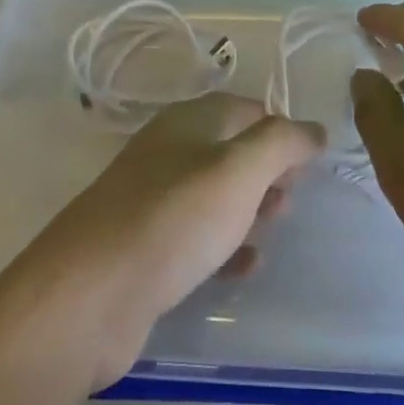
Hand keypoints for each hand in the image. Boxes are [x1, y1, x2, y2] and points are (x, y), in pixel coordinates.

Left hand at [1, 94, 324, 388]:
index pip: (245, 108)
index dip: (280, 129)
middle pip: (229, 149)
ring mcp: (151, 199)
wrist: (89, 296)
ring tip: (274, 229)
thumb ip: (281, 143)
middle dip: (267, 171)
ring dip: (248, 207)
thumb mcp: (239, 171)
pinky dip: (224, 245)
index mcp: (188, 121)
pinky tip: (244, 267)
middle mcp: (168, 151)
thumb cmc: (173, 219)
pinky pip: (195, 236)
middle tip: (291, 201)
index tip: (309, 164)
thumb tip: (314, 128)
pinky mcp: (144, 247)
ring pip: (213, 193)